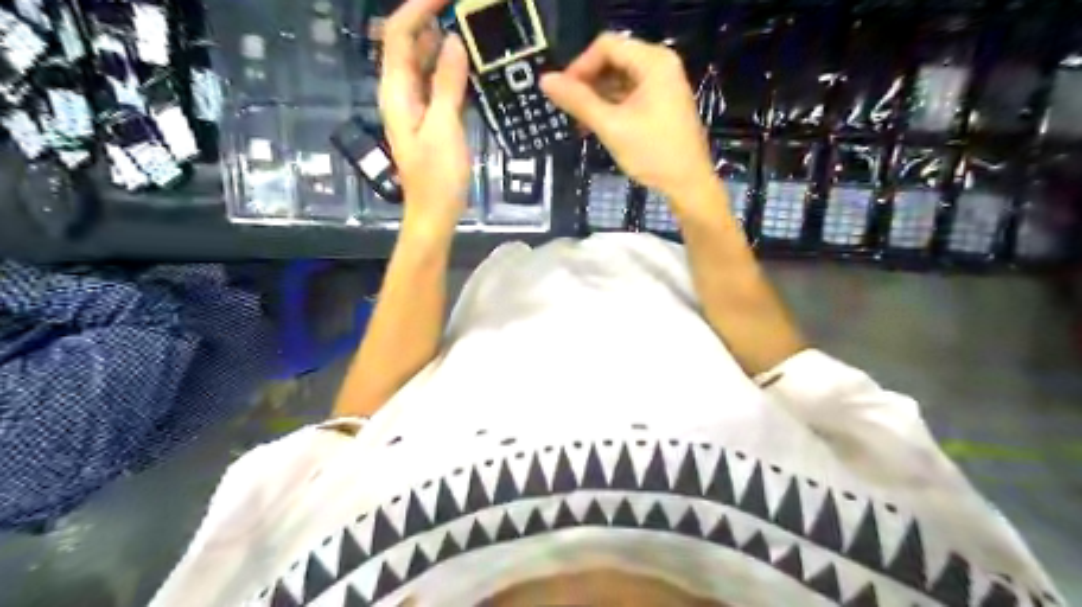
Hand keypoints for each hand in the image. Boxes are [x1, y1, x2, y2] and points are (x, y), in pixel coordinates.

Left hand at [376, 1, 468, 239]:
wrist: (434, 213)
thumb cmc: (437, 177)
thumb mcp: (444, 128)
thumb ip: (446, 83)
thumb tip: (453, 40)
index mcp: (396, 91)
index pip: (400, 34)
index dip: (420, 7)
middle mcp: (401, 92)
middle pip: (410, 43)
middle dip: (433, 20)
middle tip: (468, 13)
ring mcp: (416, 105)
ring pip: (425, 63)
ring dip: (444, 43)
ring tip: (474, 32)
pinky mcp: (431, 118)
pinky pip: (438, 83)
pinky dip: (452, 70)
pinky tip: (472, 66)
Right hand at [542, 32, 716, 201]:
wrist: (688, 185)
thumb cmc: (653, 153)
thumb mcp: (611, 126)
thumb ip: (578, 101)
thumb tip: (545, 81)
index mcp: (653, 62)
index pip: (606, 46)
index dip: (580, 66)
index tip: (562, 93)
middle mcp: (660, 66)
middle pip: (613, 60)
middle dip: (588, 82)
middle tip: (568, 109)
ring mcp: (663, 85)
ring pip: (620, 79)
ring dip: (597, 97)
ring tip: (579, 122)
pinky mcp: (662, 103)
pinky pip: (630, 95)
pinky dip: (611, 106)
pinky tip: (596, 125)